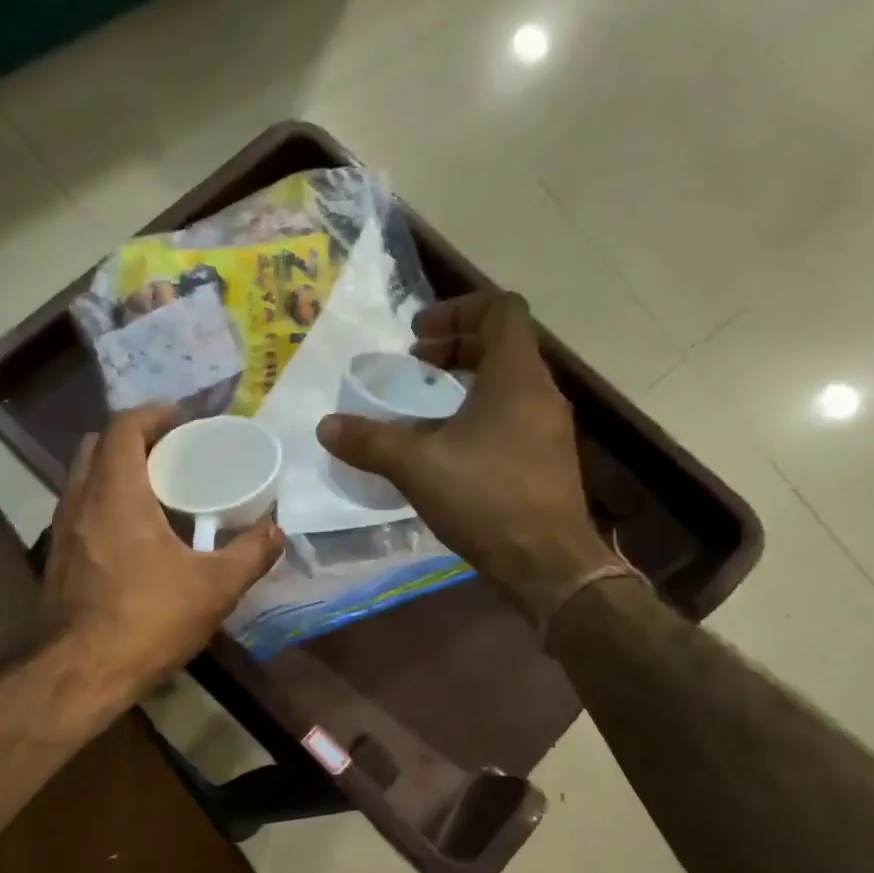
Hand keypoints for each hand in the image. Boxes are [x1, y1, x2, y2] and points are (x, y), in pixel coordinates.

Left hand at [42, 406, 282, 696]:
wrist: (80, 672)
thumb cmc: (146, 620)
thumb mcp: (213, 588)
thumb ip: (250, 554)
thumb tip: (277, 531)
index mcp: (115, 492)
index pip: (123, 427)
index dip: (152, 414)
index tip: (181, 418)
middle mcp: (79, 500)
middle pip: (96, 446)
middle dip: (132, 439)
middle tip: (170, 453)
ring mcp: (61, 530)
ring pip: (82, 479)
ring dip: (114, 472)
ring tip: (154, 491)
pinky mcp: (56, 558)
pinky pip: (78, 510)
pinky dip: (102, 503)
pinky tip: (131, 534)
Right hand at [316, 290, 613, 622]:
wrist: (545, 562)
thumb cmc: (485, 499)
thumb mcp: (416, 465)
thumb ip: (369, 440)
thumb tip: (326, 426)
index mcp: (516, 377)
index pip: (500, 310)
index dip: (457, 309)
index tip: (418, 335)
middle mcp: (540, 392)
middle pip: (503, 344)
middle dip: (455, 345)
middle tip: (415, 365)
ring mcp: (547, 427)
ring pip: (507, 382)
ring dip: (466, 381)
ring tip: (424, 405)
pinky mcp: (545, 459)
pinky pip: (511, 415)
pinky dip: (478, 413)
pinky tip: (446, 447)